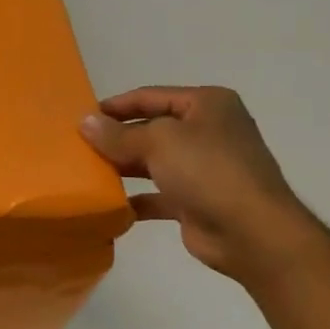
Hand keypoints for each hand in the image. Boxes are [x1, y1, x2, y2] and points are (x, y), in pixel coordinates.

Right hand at [81, 86, 320, 282]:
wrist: (251, 232)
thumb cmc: (207, 171)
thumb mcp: (158, 142)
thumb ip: (118, 134)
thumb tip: (84, 122)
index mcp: (206, 105)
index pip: (151, 97)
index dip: (116, 106)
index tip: (81, 117)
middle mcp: (208, 131)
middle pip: (151, 129)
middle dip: (117, 138)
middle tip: (78, 147)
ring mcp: (204, 168)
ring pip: (153, 162)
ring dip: (123, 167)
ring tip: (87, 173)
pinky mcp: (196, 201)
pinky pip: (158, 195)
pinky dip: (136, 199)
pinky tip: (109, 205)